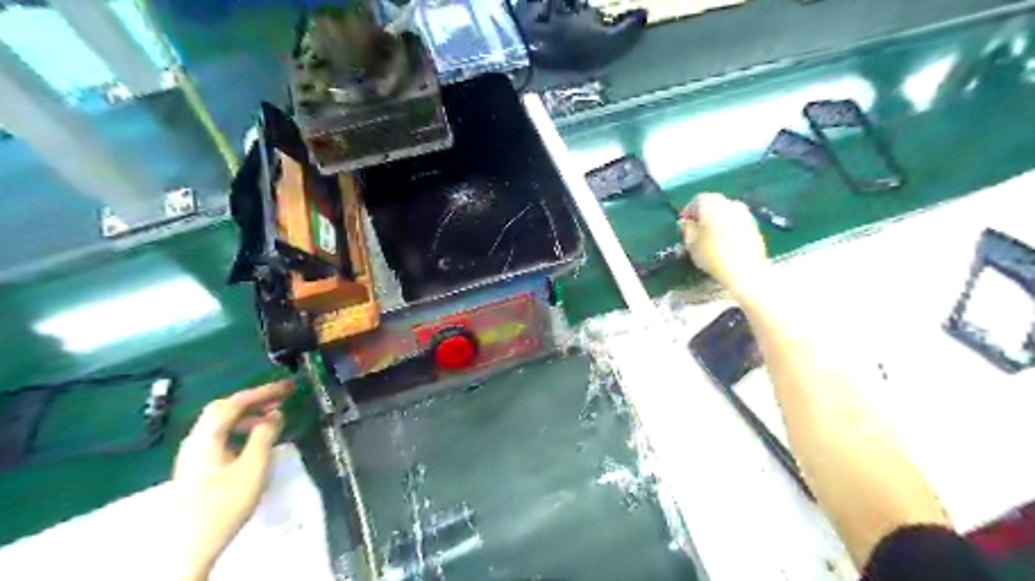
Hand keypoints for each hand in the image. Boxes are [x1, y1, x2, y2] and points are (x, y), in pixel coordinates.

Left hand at [171, 381, 288, 576]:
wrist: (189, 546)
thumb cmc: (224, 503)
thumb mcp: (254, 468)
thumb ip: (265, 436)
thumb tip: (275, 415)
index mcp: (206, 437)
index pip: (235, 403)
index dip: (263, 391)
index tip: (288, 388)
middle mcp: (195, 440)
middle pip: (223, 409)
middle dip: (254, 400)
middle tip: (281, 398)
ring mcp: (193, 455)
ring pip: (221, 424)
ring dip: (248, 415)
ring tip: (273, 419)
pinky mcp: (197, 467)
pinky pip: (220, 437)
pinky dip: (240, 430)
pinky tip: (255, 441)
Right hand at [680, 193, 765, 291]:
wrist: (745, 270)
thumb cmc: (712, 254)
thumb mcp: (691, 243)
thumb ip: (687, 228)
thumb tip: (687, 222)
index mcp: (713, 202)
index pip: (697, 200)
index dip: (688, 212)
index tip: (683, 226)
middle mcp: (731, 203)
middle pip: (713, 205)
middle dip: (703, 216)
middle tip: (696, 231)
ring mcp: (746, 214)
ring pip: (726, 214)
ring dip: (717, 222)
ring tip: (710, 239)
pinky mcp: (755, 227)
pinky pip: (737, 224)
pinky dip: (729, 230)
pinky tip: (725, 245)